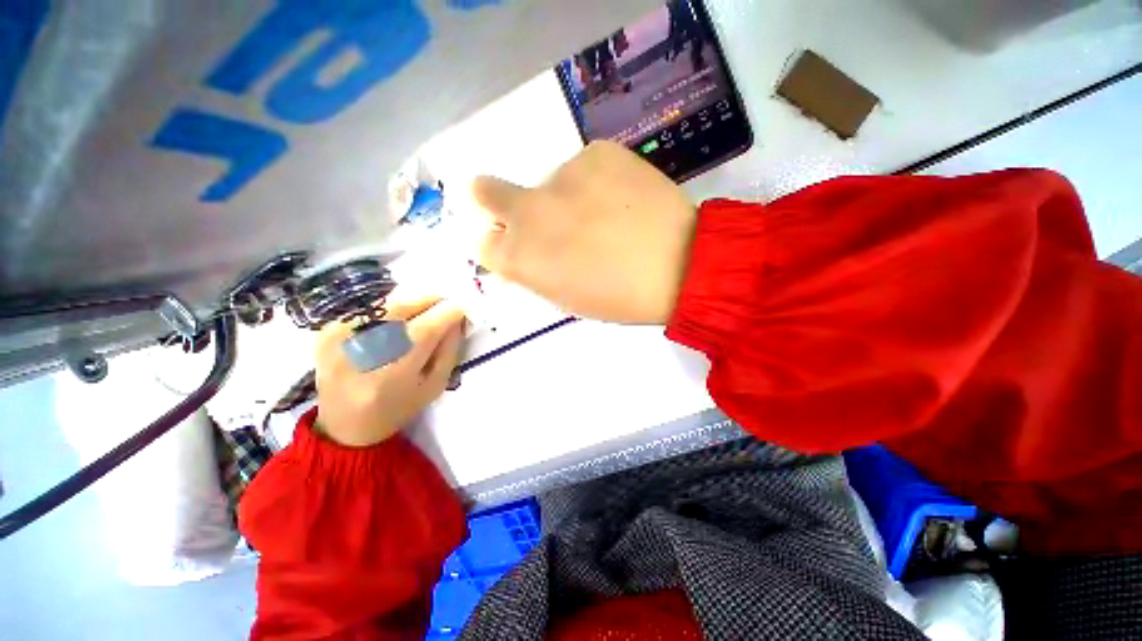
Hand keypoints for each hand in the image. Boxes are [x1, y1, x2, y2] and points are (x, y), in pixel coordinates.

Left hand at [313, 297, 465, 447]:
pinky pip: (372, 305)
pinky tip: (396, 323)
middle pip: (406, 304)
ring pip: (390, 300)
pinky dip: (392, 308)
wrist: (344, 424)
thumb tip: (457, 318)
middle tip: (445, 307)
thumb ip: (449, 349)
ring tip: (423, 315)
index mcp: (393, 371)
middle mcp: (363, 347)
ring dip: (414, 302)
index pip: (428, 327)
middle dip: (433, 300)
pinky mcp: (328, 329)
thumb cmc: (398, 408)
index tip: (464, 308)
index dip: (450, 311)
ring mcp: (341, 334)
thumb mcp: (435, 385)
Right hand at [472, 141, 695, 324]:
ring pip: (550, 183)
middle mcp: (528, 211)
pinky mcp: (597, 152)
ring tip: (608, 217)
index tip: (521, 245)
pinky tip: (625, 200)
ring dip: (566, 198)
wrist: (681, 266)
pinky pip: (585, 166)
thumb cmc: (620, 297)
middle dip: (495, 200)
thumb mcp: (566, 297)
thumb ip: (534, 270)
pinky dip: (597, 182)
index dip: (501, 243)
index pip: (483, 242)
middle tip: (533, 212)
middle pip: (485, 191)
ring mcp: (562, 175)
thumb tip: (520, 250)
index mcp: (520, 257)